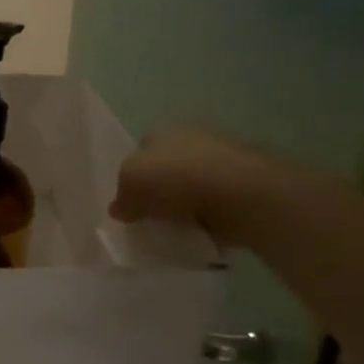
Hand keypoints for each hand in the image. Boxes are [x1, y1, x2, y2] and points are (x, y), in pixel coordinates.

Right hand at [110, 127, 273, 246]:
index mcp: (164, 131)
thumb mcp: (130, 181)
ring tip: (174, 228)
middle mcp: (193, 139)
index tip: (129, 201)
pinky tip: (199, 232)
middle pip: (167, 168)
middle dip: (159, 190)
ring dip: (184, 205)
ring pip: (191, 186)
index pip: (141, 151)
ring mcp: (222, 162)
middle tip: (149, 217)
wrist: (239, 193)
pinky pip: (214, 205)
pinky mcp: (243, 187)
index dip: (132, 176)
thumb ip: (122, 196)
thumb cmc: (176, 177)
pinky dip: (206, 218)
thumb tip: (120, 209)